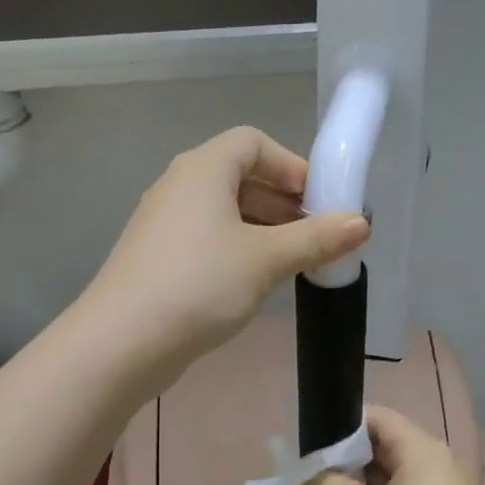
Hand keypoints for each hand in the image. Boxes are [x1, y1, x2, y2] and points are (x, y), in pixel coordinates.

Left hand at [81, 127, 369, 381]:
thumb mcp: (265, 260)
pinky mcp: (157, 258)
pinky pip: (206, 239)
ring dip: (263, 229)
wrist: (122, 342)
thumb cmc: (199, 286)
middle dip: (283, 202)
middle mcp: (179, 186)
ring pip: (223, 212)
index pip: (253, 143)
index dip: (291, 166)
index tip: (319, 202)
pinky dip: (237, 249)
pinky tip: (255, 282)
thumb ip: (315, 239)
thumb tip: (362, 223)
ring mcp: (164, 223)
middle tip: (316, 237)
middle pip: (239, 176)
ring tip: (295, 263)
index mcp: (203, 169)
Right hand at [304, 406, 484, 484]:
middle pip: (385, 441)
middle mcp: (437, 459)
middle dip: (349, 456)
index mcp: (421, 449)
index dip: (343, 425)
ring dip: (362, 479)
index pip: (377, 417)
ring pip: (395, 468)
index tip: (314, 444)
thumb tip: (306, 474)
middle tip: (314, 473)